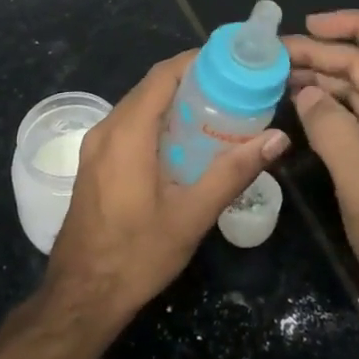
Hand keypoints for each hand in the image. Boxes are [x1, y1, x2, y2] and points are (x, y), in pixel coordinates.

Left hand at [45, 52, 288, 323]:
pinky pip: (128, 125)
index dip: (195, 61)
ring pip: (138, 106)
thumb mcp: (192, 216)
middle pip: (150, 87)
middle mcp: (106, 130)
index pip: (162, 76)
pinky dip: (157, 121)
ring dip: (173, 101)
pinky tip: (184, 142)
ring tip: (216, 110)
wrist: (81, 297)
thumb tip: (277, 139)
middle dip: (190, 80)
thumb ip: (233, 172)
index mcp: (127, 133)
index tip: (231, 61)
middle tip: (233, 87)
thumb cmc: (137, 255)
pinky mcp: (94, 163)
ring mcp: (95, 147)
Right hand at [286, 10, 358, 337]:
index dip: (355, 25)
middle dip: (323, 53)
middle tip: (274, 54)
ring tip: (276, 74)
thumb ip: (333, 132)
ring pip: (356, 91)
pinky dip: (324, 108)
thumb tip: (305, 93)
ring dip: (320, 78)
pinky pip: (350, 120)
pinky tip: (295, 106)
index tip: (310, 25)